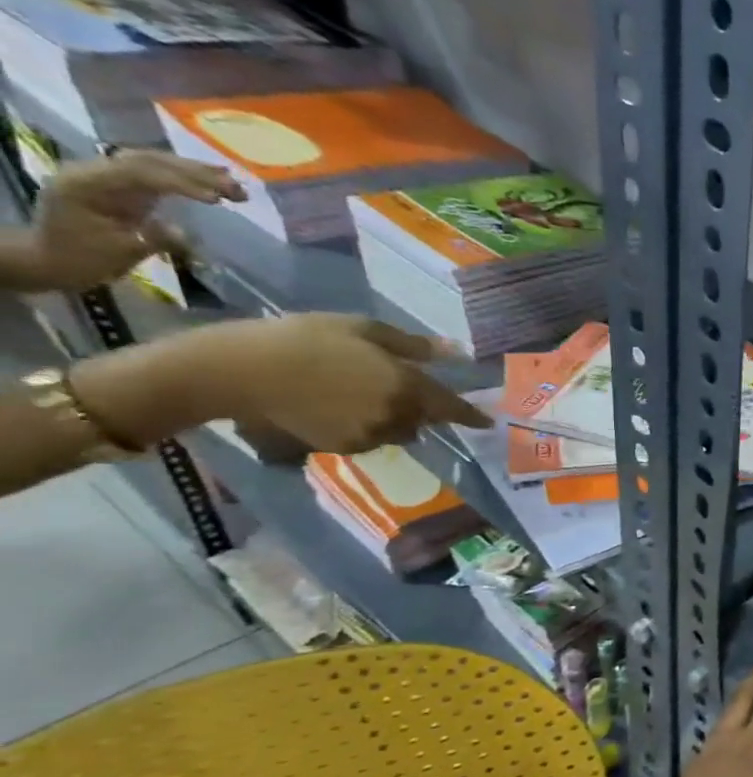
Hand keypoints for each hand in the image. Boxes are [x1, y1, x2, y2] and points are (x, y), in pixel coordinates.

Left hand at [26, 152, 242, 290]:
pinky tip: (210, 184)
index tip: (219, 200)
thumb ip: (153, 238)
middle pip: (148, 161)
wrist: (51, 260)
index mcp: (86, 184)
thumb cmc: (83, 259)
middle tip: (238, 189)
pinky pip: (153, 174)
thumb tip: (185, 232)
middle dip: (195, 173)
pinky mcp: (118, 185)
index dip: (181, 184)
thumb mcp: (120, 252)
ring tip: (233, 184)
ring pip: (153, 163)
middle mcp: (93, 171)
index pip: (139, 174)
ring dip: (194, 171)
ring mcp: (105, 176)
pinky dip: (183, 177)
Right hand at [177, 314, 490, 452]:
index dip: (471, 416)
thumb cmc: (304, 339)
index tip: (487, 422)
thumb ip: (413, 346)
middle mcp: (397, 417)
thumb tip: (455, 352)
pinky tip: (340, 408)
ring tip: (365, 396)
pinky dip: (368, 427)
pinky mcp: (343, 447)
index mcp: (408, 387)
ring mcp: (370, 435)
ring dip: (396, 419)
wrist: (240, 371)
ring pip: (400, 432)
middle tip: (399, 389)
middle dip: (422, 409)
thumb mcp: (362, 330)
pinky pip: (371, 439)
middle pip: (425, 420)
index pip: (452, 409)